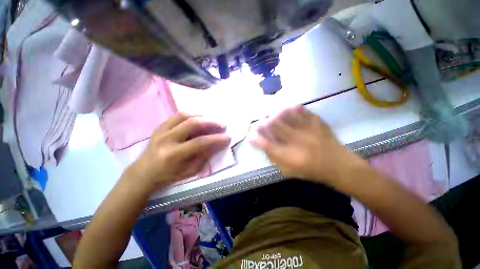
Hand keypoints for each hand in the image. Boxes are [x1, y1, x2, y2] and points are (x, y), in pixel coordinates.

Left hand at [127, 113, 230, 189]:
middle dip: (211, 123)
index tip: (228, 137)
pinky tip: (199, 118)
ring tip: (211, 120)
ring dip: (201, 115)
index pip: (200, 143)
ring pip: (184, 115)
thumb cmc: (169, 175)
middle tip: (222, 125)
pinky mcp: (160, 126)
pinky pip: (177, 115)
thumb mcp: (189, 171)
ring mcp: (161, 130)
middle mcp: (166, 139)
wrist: (144, 172)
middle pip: (192, 124)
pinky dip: (191, 114)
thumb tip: (217, 144)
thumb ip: (204, 156)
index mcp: (174, 155)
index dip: (216, 139)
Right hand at [251, 106, 367, 183]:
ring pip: (287, 115)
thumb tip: (265, 148)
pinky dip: (294, 108)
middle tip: (259, 122)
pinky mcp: (317, 122)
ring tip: (271, 113)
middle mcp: (297, 141)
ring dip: (276, 113)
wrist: (338, 165)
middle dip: (264, 123)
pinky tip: (290, 108)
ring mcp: (308, 129)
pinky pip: (303, 111)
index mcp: (290, 156)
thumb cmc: (311, 170)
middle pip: (275, 126)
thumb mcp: (290, 171)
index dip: (256, 140)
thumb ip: (275, 159)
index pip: (267, 145)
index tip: (251, 136)